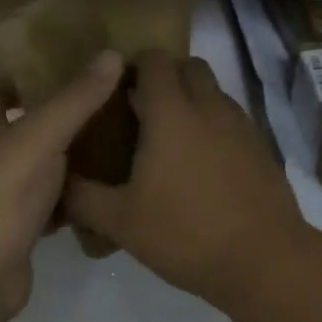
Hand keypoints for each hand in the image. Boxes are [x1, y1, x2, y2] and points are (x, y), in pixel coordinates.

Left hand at [0, 50, 124, 320]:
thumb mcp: (41, 135)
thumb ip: (76, 98)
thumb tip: (112, 53)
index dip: (24, 73)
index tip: (66, 63)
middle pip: (22, 127)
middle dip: (58, 114)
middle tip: (106, 99)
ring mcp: (1, 195)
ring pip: (39, 167)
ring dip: (68, 157)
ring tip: (116, 140)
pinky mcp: (17, 229)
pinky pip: (49, 206)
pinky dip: (72, 199)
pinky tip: (104, 192)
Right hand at [65, 50, 308, 304]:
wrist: (264, 260)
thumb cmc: (185, 234)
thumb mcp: (120, 221)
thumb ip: (82, 197)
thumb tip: (57, 182)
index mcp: (171, 113)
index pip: (154, 60)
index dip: (135, 65)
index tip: (119, 88)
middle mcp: (209, 107)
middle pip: (189, 66)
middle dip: (167, 77)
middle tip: (144, 111)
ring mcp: (241, 125)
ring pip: (215, 92)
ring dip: (194, 101)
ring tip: (173, 141)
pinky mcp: (262, 147)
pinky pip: (233, 120)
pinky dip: (215, 127)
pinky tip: (204, 166)